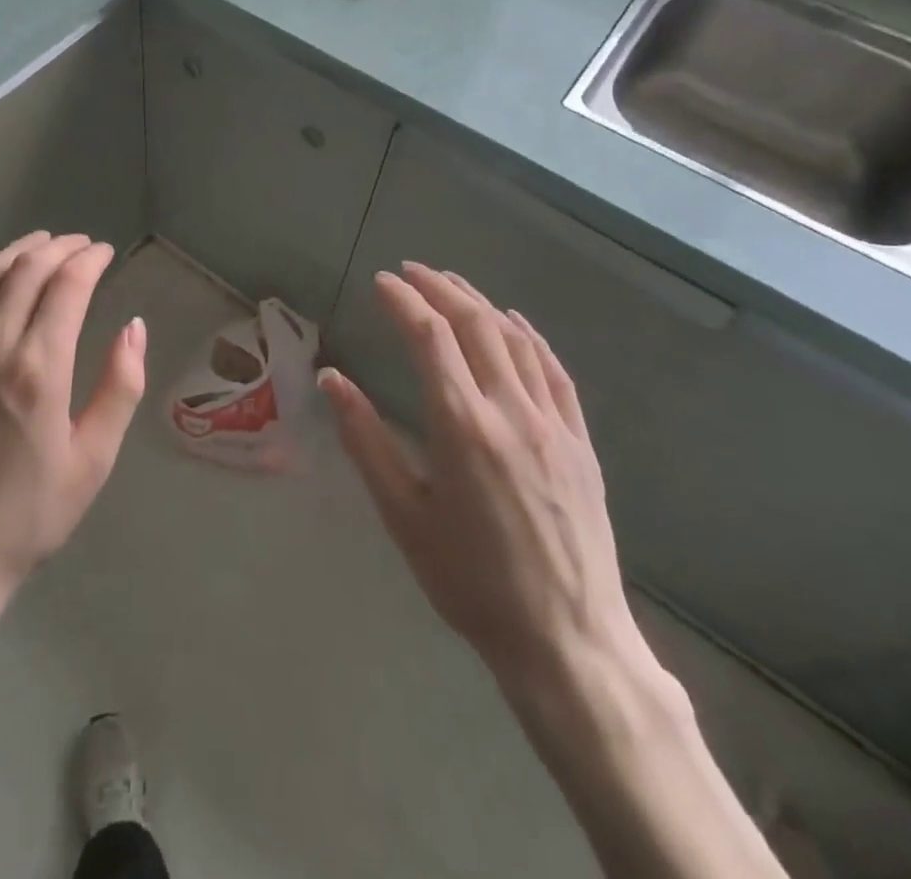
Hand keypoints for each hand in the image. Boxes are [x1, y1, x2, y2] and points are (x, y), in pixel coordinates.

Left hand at [0, 232, 148, 639]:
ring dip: (16, 251)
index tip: (105, 252)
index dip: (89, 260)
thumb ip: (119, 386)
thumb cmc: (27, 516)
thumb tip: (134, 327)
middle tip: (80, 244)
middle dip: (58, 248)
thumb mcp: (93, 460)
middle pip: (26, 270)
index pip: (67, 286)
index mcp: (39, 369)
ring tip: (41, 244)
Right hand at [319, 263, 656, 712]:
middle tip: (410, 271)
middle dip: (439, 289)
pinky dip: (529, 336)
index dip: (403, 301)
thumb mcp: (403, 514)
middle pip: (474, 325)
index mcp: (462, 425)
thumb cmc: (469, 580)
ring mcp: (553, 423)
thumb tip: (331, 378)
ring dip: (480, 303)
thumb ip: (365, 439)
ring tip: (451, 284)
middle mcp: (511, 410)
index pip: (430, 337)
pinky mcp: (580, 442)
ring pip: (515, 340)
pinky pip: (554, 371)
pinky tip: (513, 322)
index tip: (381, 282)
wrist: (566, 640)